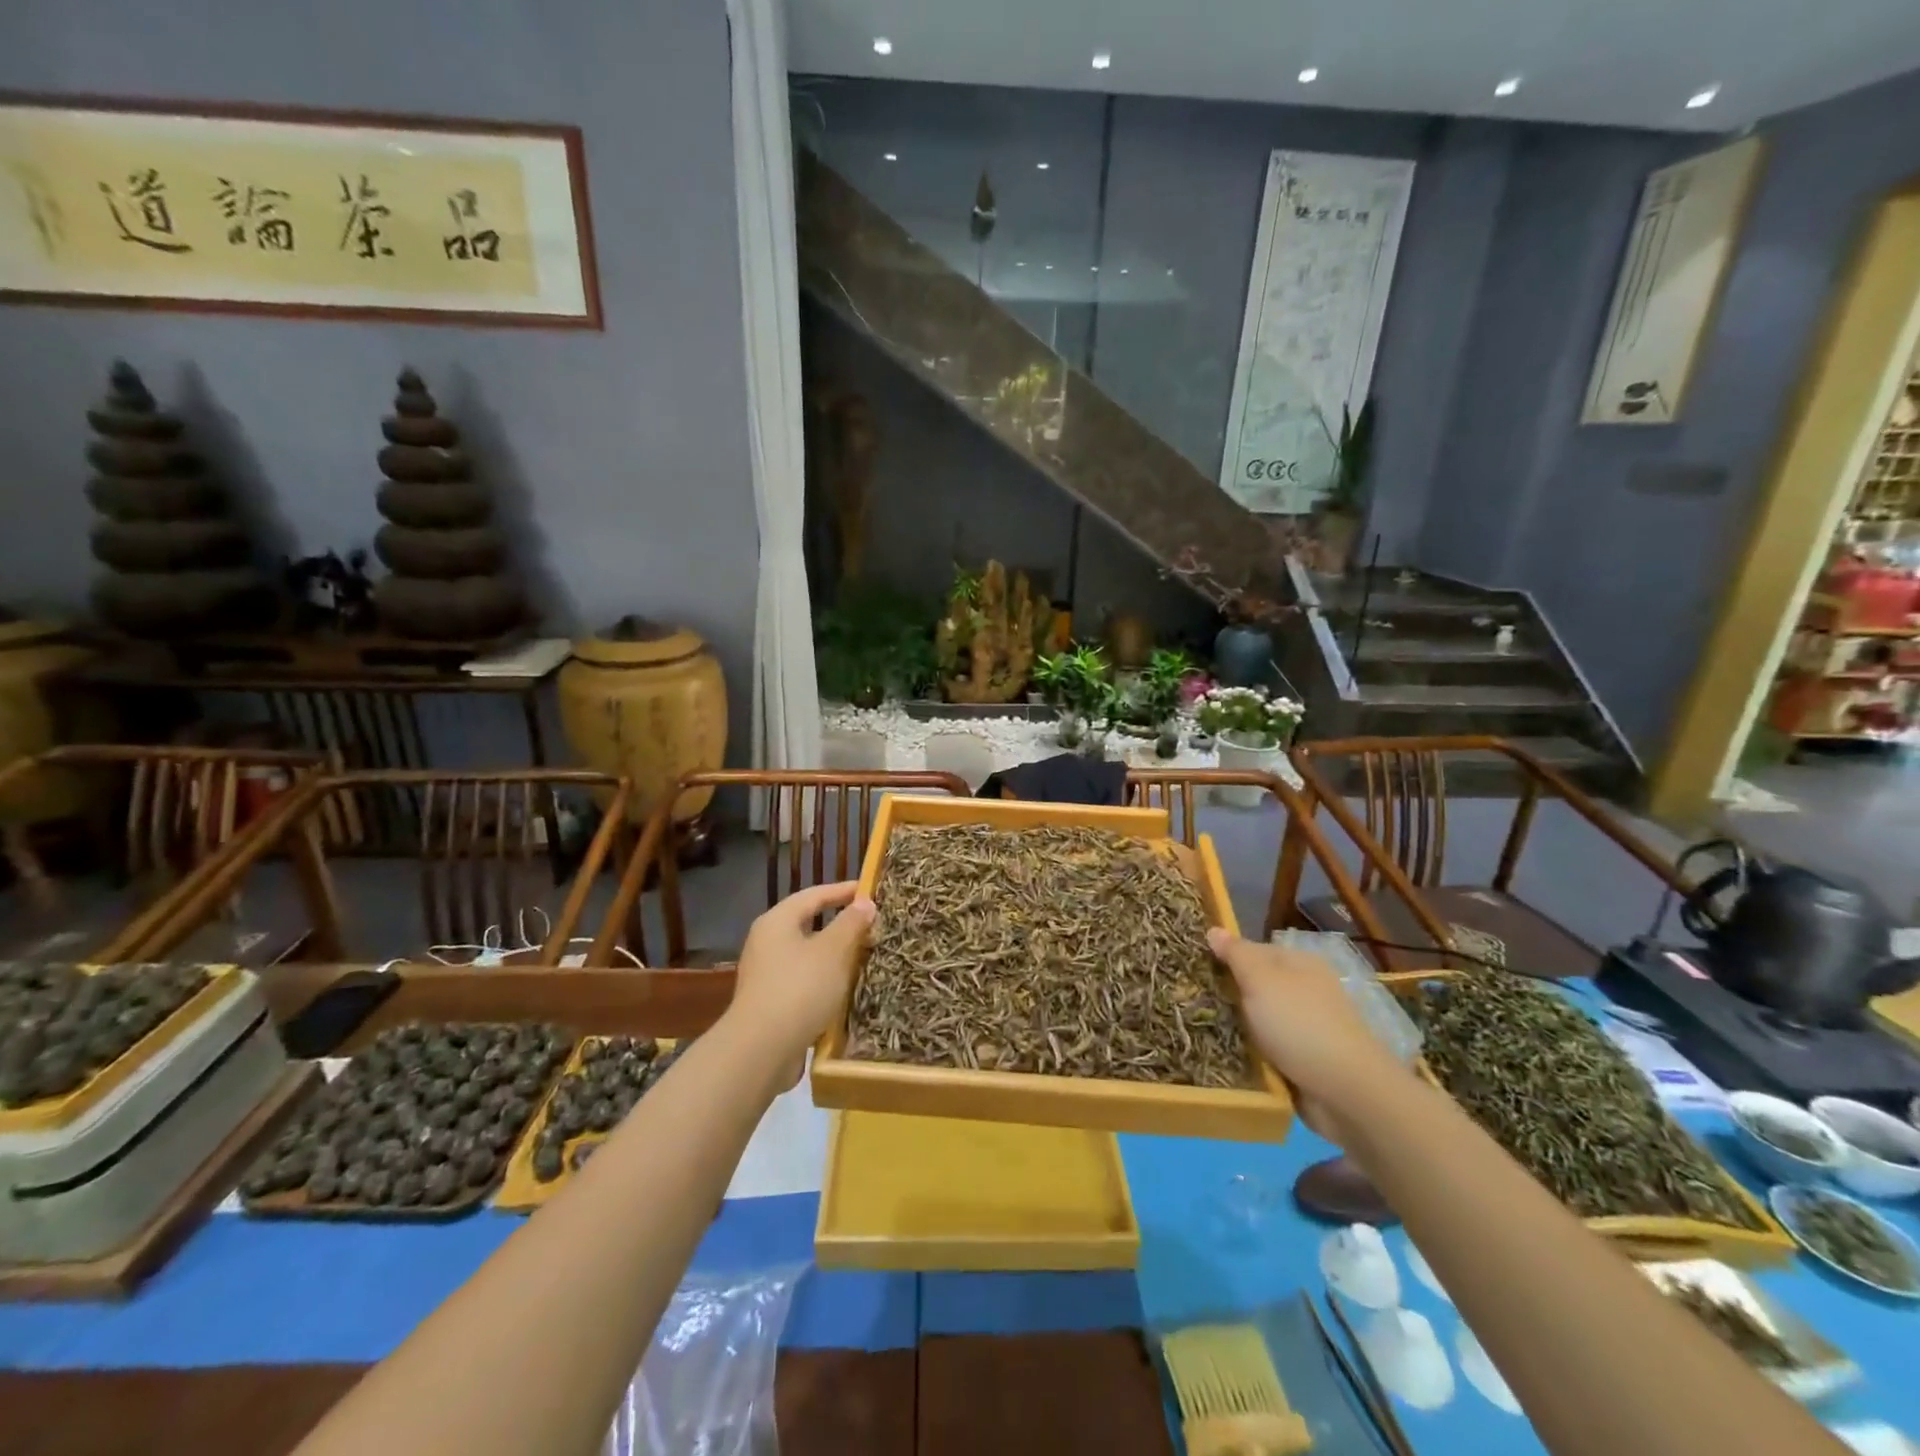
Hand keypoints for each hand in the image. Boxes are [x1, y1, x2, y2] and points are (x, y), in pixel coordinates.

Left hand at [728, 881, 875, 1060]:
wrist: (760, 1050)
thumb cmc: (799, 989)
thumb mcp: (833, 951)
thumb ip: (851, 924)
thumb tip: (864, 902)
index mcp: (777, 921)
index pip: (813, 895)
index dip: (842, 890)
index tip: (869, 890)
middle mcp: (766, 942)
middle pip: (807, 923)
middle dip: (840, 924)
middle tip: (870, 924)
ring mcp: (765, 974)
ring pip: (806, 954)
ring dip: (833, 954)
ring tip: (863, 956)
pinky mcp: (770, 1002)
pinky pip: (803, 980)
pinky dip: (824, 979)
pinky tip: (844, 989)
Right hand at [1207, 928, 1407, 1137]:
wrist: (1346, 1092)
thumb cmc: (1300, 1024)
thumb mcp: (1261, 979)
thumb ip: (1236, 953)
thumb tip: (1214, 929)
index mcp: (1300, 963)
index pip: (1252, 950)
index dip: (1224, 957)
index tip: (1194, 970)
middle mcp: (1305, 991)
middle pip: (1255, 985)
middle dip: (1227, 994)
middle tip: (1191, 1001)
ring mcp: (1306, 1027)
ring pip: (1258, 1019)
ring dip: (1236, 1027)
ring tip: (1200, 1029)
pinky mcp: (1304, 1061)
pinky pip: (1266, 1050)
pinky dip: (1250, 1053)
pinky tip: (1226, 1055)